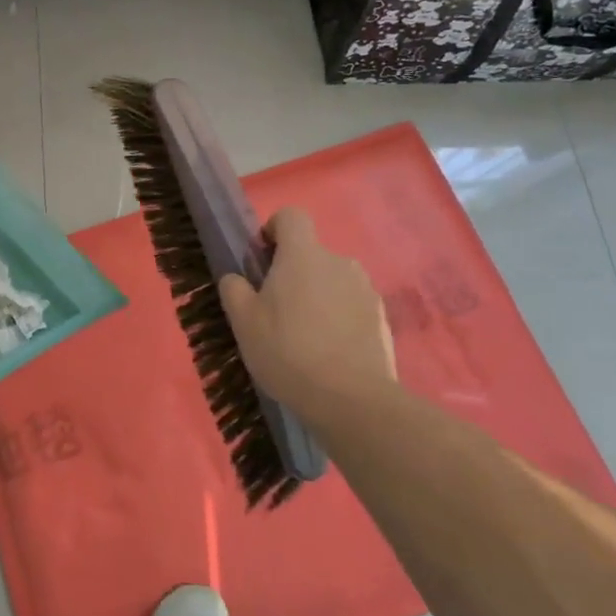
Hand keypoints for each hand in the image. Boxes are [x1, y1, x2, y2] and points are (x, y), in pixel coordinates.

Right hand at [218, 208, 395, 426]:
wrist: (352, 400)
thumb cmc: (288, 351)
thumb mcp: (243, 322)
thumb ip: (234, 289)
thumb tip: (236, 277)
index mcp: (303, 255)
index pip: (291, 216)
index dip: (274, 230)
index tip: (263, 259)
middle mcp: (338, 261)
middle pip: (311, 254)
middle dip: (294, 273)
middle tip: (277, 310)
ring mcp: (365, 289)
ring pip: (333, 281)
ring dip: (319, 296)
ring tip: (306, 336)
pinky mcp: (381, 318)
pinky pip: (352, 306)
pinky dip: (340, 319)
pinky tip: (331, 352)